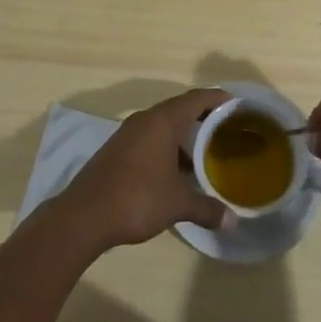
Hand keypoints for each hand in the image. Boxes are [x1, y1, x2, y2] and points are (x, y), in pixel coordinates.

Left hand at [52, 88, 231, 253]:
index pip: (196, 99)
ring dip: (183, 135)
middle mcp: (145, 119)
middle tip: (225, 129)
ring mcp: (128, 134)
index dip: (217, 98)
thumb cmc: (137, 198)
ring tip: (205, 152)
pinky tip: (176, 169)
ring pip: (162, 125)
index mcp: (162, 121)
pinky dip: (166, 146)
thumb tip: (233, 222)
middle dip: (202, 117)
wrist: (84, 215)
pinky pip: (149, 138)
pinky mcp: (117, 150)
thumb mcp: (177, 204)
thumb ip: (207, 209)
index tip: (236, 104)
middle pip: (179, 109)